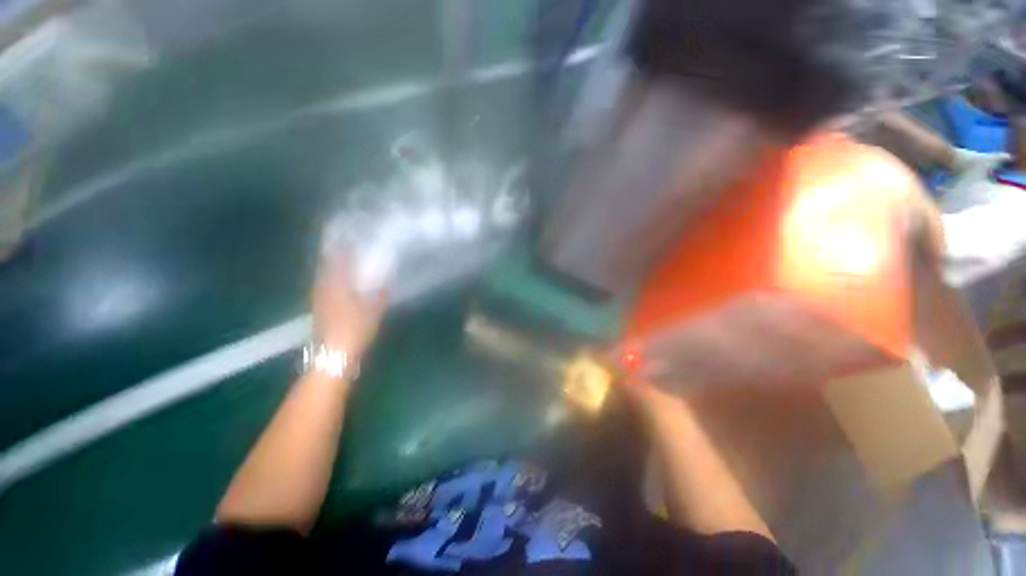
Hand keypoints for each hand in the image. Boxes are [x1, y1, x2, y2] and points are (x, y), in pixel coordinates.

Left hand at [312, 256, 387, 361]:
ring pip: (327, 277)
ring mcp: (319, 300)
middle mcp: (323, 288)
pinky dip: (335, 282)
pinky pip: (327, 288)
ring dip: (336, 269)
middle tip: (351, 248)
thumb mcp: (374, 309)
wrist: (334, 355)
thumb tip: (388, 277)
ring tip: (349, 263)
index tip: (349, 236)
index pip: (336, 259)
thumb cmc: (354, 329)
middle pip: (328, 266)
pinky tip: (345, 285)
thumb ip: (381, 292)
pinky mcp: (320, 310)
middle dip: (338, 256)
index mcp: (336, 285)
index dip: (341, 246)